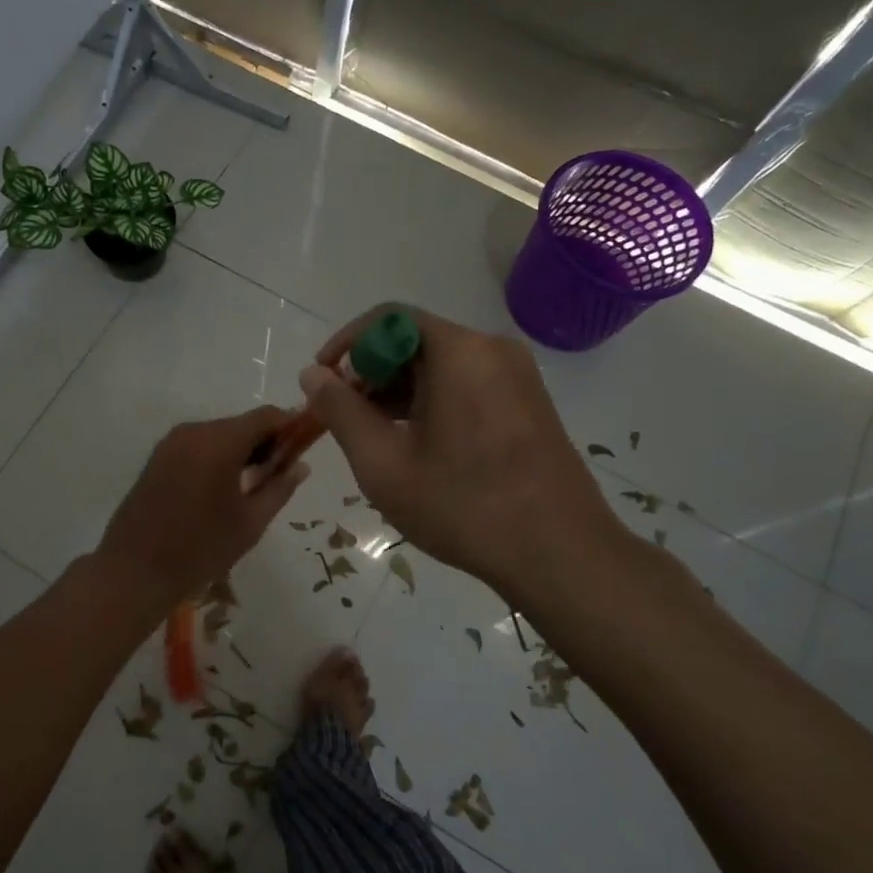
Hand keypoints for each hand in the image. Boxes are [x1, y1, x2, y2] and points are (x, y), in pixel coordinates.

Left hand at [94, 407, 310, 612]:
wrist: (134, 571)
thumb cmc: (200, 549)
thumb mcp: (250, 522)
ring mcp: (171, 442)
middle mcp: (194, 431)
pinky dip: (217, 456)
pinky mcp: (158, 456)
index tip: (304, 447)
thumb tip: (301, 465)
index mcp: (220, 442)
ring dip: (241, 450)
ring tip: (253, 485)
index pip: (266, 417)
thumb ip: (279, 488)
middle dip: (266, 442)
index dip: (290, 427)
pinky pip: (199, 445)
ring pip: (220, 434)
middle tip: (280, 475)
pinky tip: (223, 488)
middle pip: (242, 424)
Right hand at [301, 306, 630, 605]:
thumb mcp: (383, 462)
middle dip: (372, 372)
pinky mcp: (530, 402)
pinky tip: (420, 444)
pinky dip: (434, 401)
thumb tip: (312, 374)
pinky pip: (469, 383)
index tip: (323, 382)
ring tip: (377, 437)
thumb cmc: (462, 505)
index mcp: (459, 351)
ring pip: (443, 364)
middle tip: (346, 418)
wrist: (560, 554)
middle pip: (416, 340)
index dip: (347, 344)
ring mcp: (518, 375)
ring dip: (401, 390)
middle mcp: (492, 348)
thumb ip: (341, 411)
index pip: (388, 318)